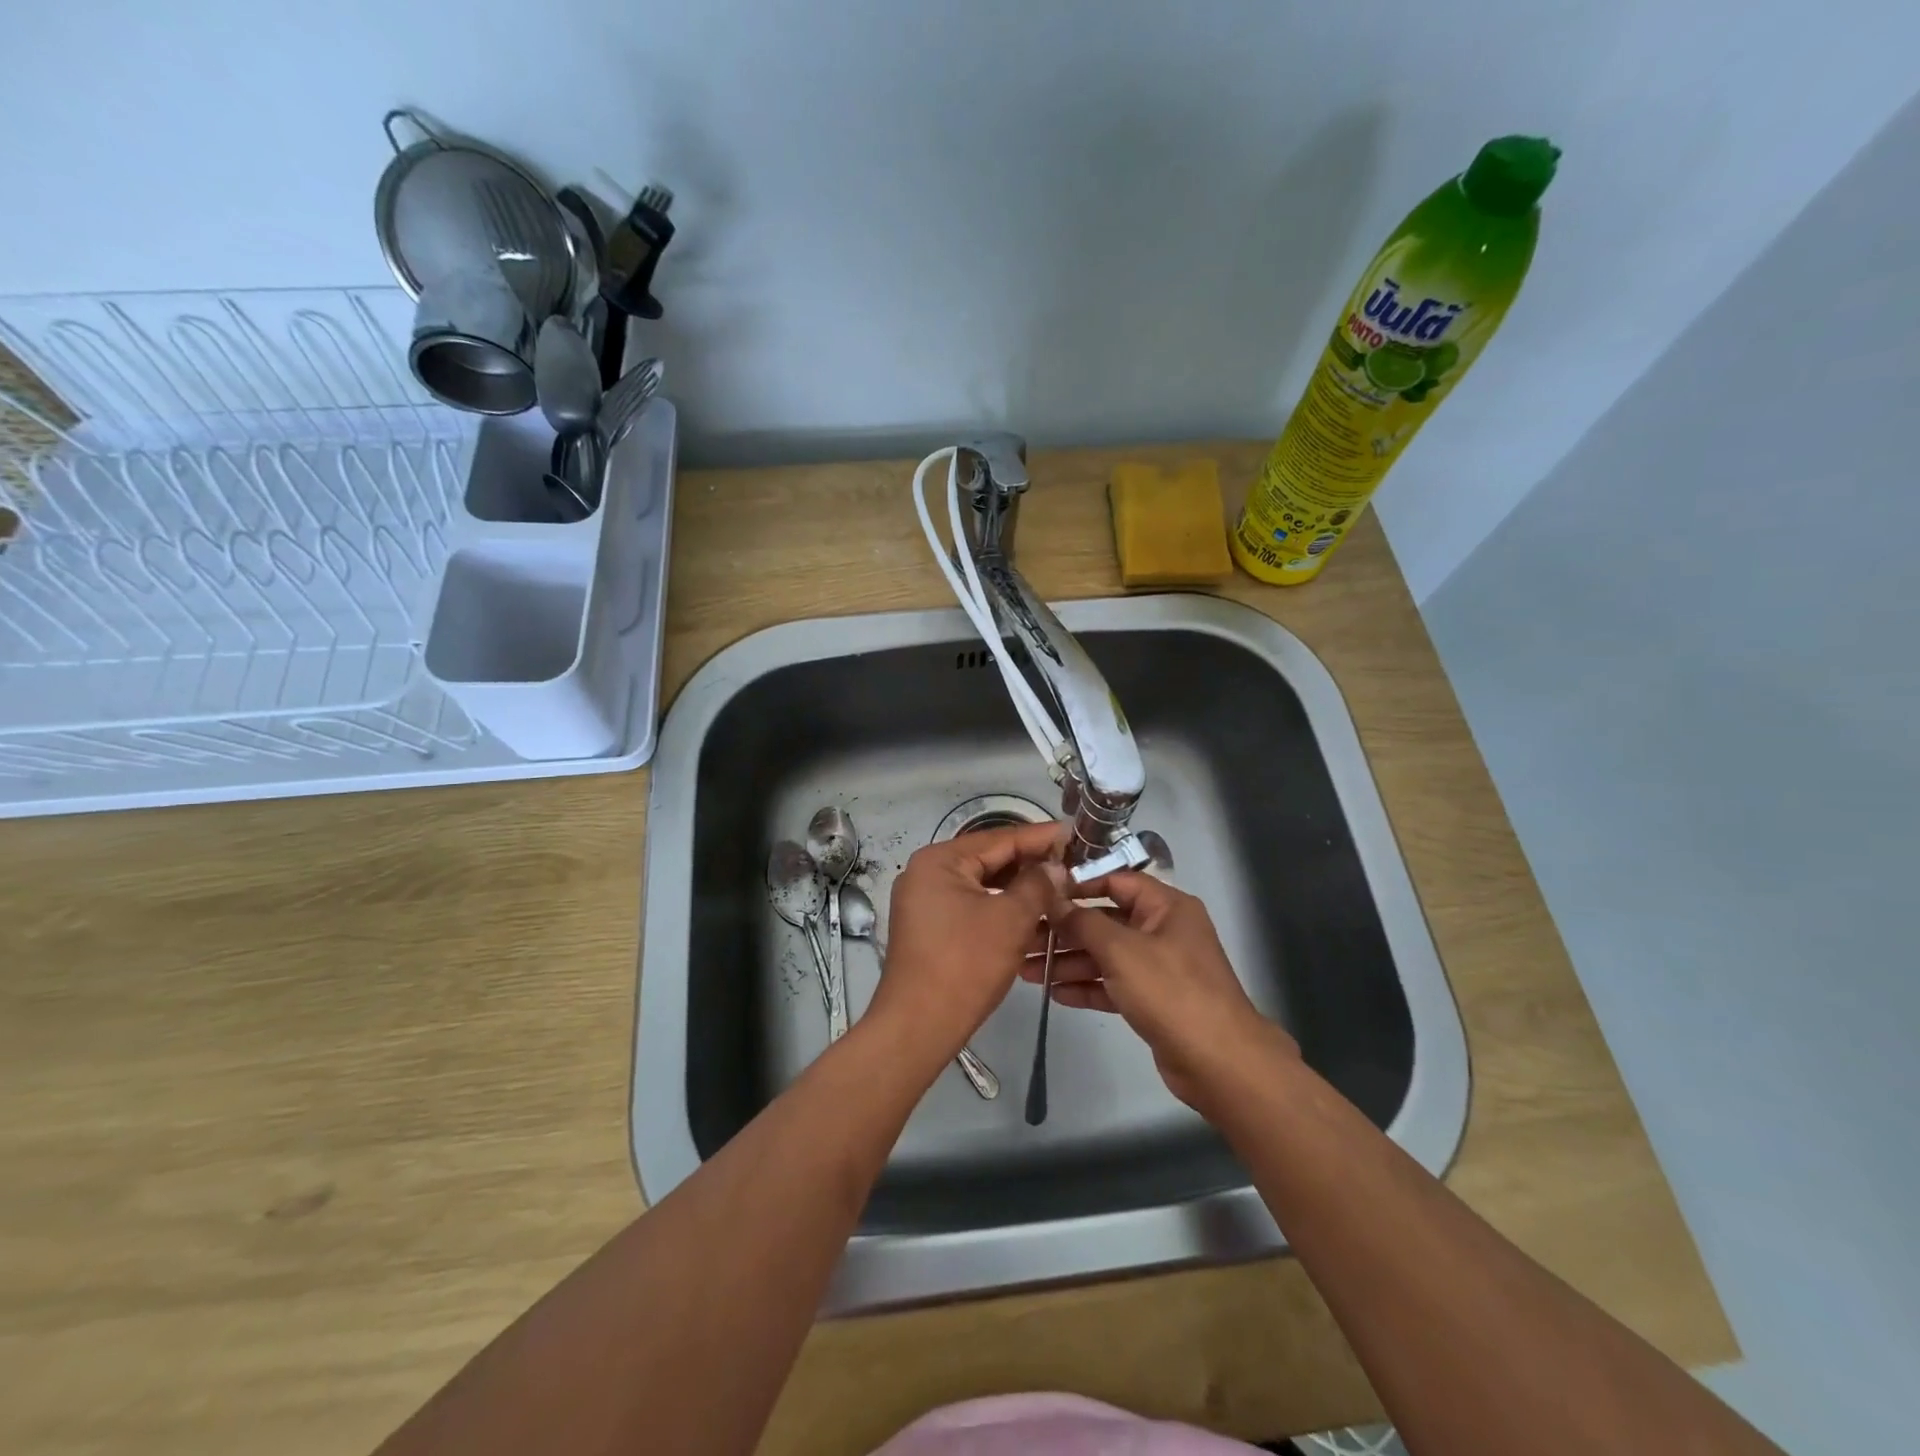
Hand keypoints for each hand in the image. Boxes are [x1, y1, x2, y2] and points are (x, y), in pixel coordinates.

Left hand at [867, 820, 1069, 1077]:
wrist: (918, 1026)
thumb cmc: (966, 964)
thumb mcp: (1011, 919)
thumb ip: (1038, 884)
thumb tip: (1055, 866)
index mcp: (940, 860)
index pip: (1000, 838)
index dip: (1040, 837)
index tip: (1074, 833)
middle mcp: (927, 873)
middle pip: (989, 860)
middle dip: (1031, 864)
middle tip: (1072, 863)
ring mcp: (925, 902)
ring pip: (982, 886)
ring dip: (1019, 890)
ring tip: (1059, 889)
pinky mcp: (930, 928)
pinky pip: (972, 907)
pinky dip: (1001, 910)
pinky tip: (1032, 917)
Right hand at [1027, 871, 1296, 1110]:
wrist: (1219, 1063)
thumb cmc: (1171, 991)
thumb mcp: (1121, 950)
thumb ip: (1083, 922)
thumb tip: (1052, 898)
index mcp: (1165, 906)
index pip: (1115, 881)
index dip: (1077, 885)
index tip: (1039, 893)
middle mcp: (1162, 930)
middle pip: (1105, 921)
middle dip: (1064, 931)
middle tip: (1023, 938)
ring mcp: (1158, 966)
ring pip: (1105, 955)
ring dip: (1069, 961)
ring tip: (1026, 970)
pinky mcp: (1152, 1000)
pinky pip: (1113, 984)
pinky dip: (1086, 986)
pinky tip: (1053, 993)